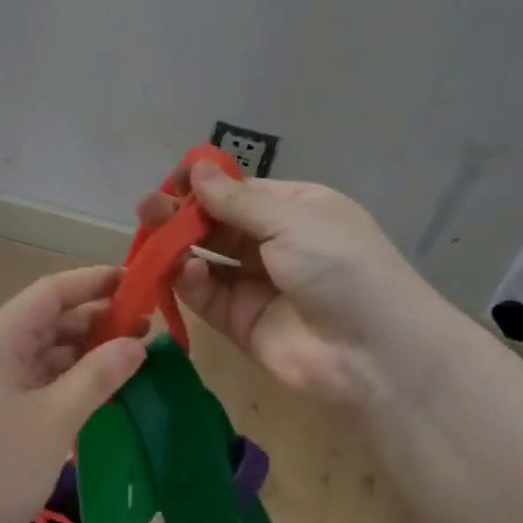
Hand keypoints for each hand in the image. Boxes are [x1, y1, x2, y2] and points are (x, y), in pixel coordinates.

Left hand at [0, 266, 147, 522]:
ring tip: (133, 357)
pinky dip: (70, 381)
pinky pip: (38, 383)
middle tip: (147, 326)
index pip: (49, 292)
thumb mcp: (55, 419)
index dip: (93, 281)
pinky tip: (101, 390)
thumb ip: (98, 375)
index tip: (136, 281)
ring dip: (85, 352)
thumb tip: (138, 343)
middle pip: (48, 321)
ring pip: (44, 354)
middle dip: (96, 320)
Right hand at [135, 161, 435, 406]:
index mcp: (297, 210)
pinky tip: (186, 271)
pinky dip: (191, 283)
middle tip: (148, 208)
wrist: (374, 352)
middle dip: (184, 215)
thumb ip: (237, 201)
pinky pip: (207, 296)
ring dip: (179, 247)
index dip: (207, 185)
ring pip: (207, 260)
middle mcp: (275, 244)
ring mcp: (256, 285)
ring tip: (151, 234)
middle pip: (218, 225)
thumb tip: (198, 169)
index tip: (174, 180)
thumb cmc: (340, 267)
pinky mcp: (240, 323)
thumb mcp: (293, 221)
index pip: (241, 192)